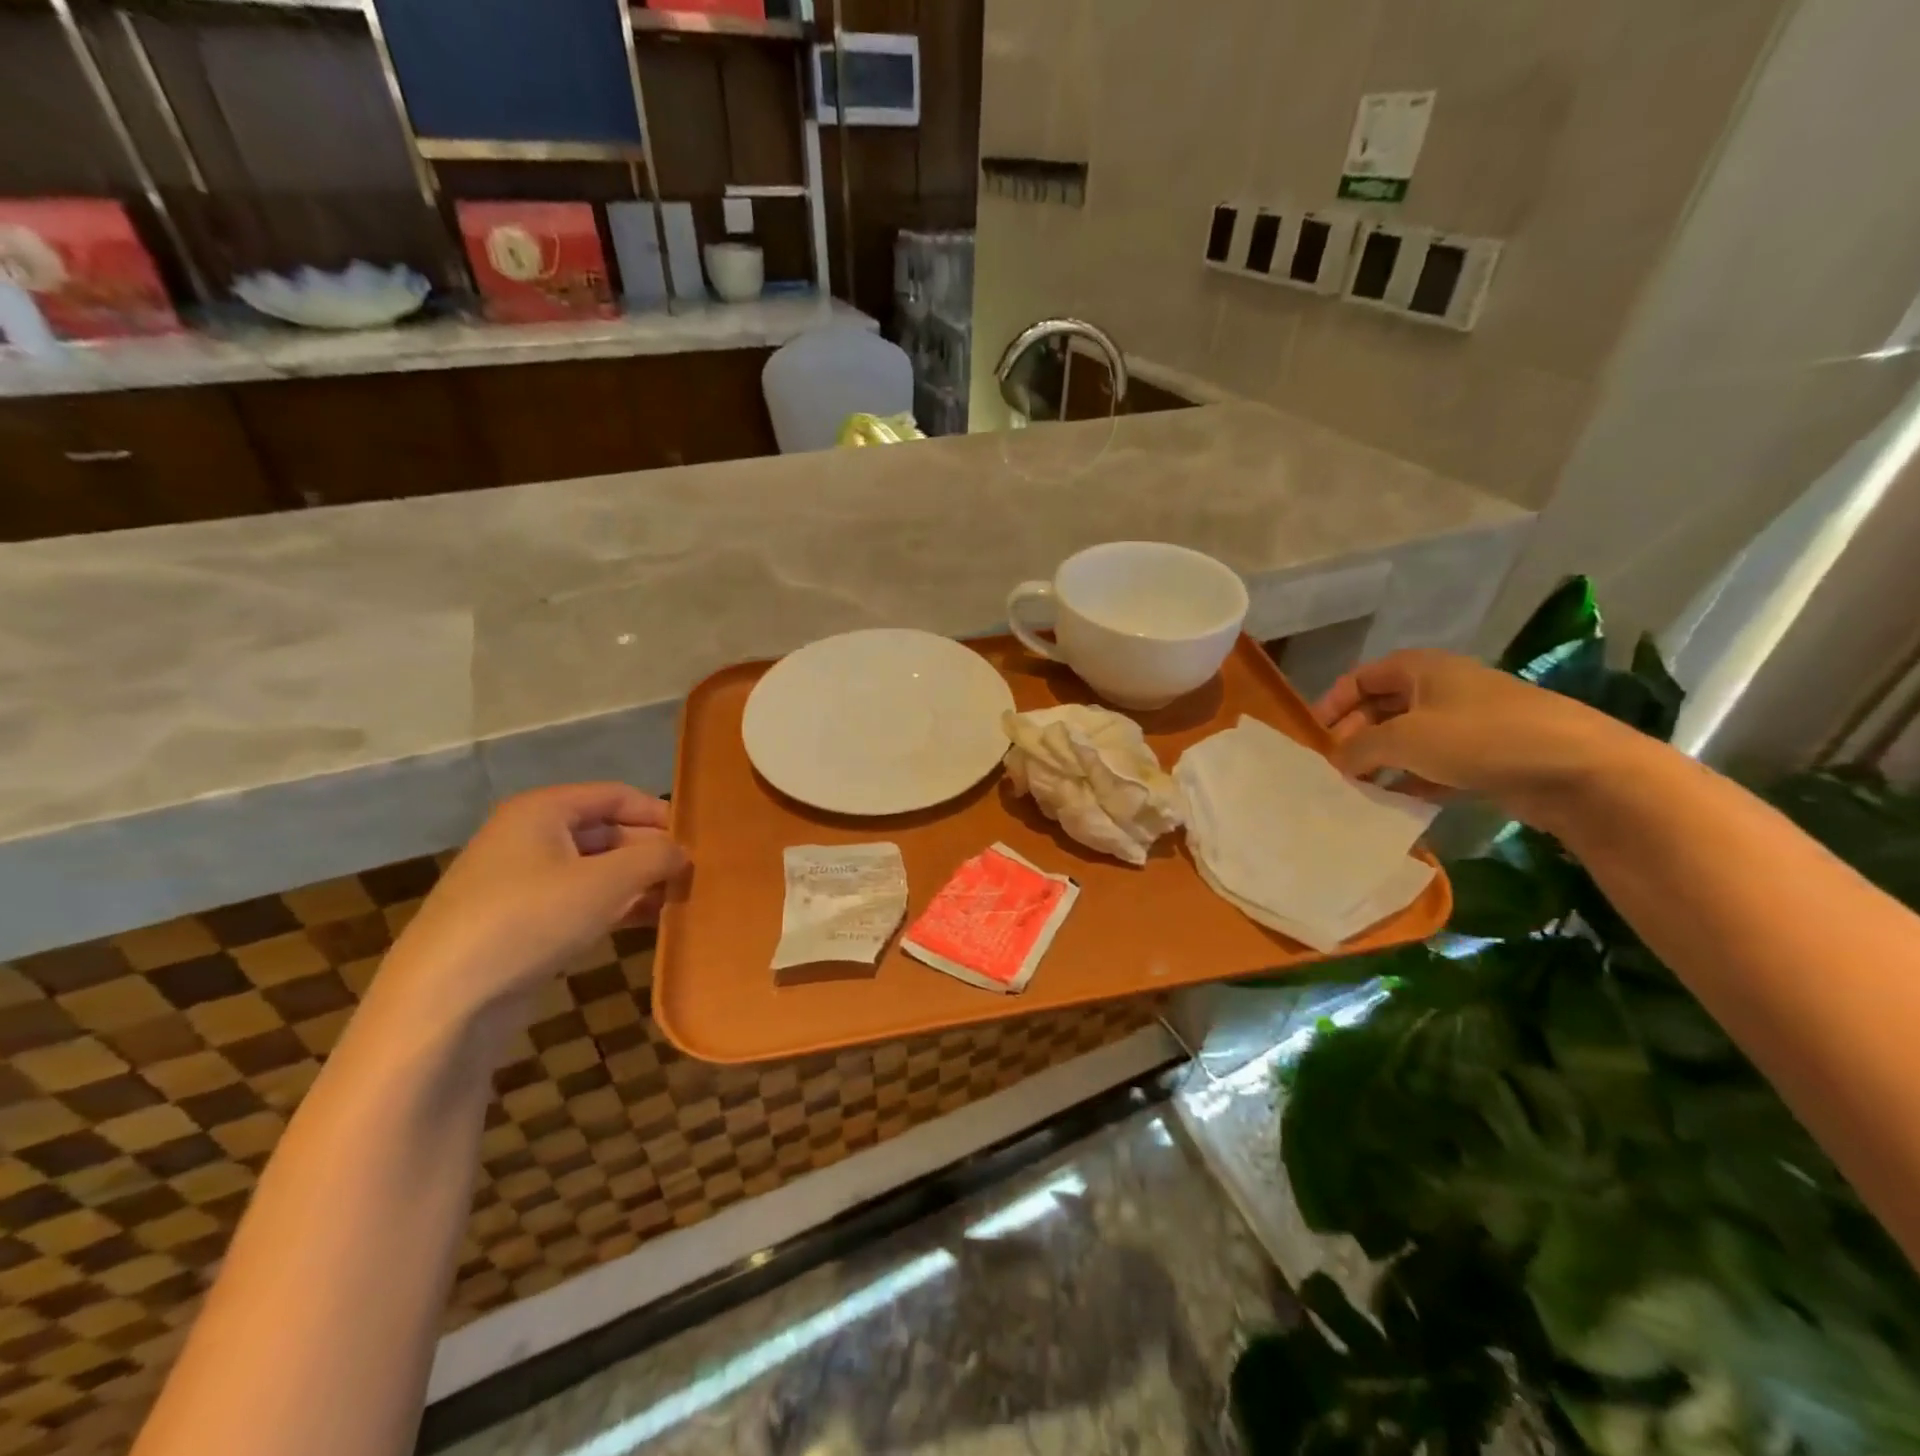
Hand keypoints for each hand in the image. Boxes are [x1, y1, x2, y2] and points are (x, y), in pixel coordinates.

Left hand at [378, 783, 687, 1024]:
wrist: (444, 1001)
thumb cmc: (530, 920)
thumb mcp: (607, 882)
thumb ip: (654, 857)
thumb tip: (682, 852)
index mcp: (543, 810)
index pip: (616, 795)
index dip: (659, 813)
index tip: (697, 840)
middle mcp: (529, 836)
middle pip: (607, 831)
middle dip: (650, 852)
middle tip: (693, 875)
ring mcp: (520, 881)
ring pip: (595, 870)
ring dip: (637, 882)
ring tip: (679, 901)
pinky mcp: (518, 922)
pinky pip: (578, 901)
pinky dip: (614, 906)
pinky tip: (647, 923)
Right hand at [1313, 650, 1645, 820]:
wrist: (1579, 769)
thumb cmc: (1480, 738)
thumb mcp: (1403, 740)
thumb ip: (1357, 749)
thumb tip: (1335, 761)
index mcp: (1419, 668)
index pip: (1359, 678)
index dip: (1331, 704)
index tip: (1312, 739)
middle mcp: (1440, 688)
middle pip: (1381, 708)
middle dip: (1354, 737)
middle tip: (1333, 769)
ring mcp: (1466, 722)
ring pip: (1406, 739)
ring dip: (1380, 762)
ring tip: (1356, 790)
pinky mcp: (1486, 754)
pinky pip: (1433, 763)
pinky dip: (1411, 779)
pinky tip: (1395, 802)